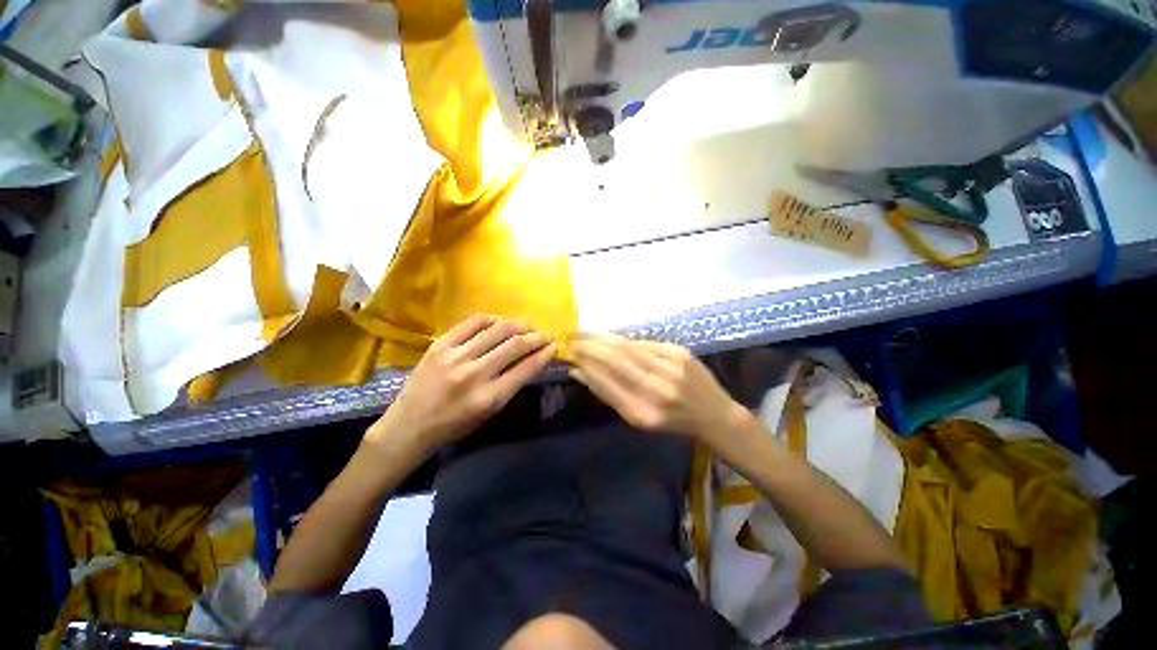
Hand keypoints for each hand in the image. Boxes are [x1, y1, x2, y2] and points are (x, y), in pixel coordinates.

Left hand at [367, 315, 556, 453]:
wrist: (409, 425)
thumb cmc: (454, 425)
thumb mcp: (489, 413)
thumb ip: (511, 385)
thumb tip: (531, 360)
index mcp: (489, 397)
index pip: (526, 368)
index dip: (545, 354)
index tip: (554, 346)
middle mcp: (475, 374)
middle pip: (515, 345)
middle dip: (537, 337)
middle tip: (546, 335)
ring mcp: (455, 356)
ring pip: (497, 330)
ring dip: (518, 325)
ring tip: (527, 326)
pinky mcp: (440, 344)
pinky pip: (472, 322)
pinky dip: (492, 319)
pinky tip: (500, 322)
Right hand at [569, 335, 746, 443]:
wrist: (713, 413)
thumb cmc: (671, 422)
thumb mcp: (637, 419)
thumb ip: (608, 394)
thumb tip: (579, 372)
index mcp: (643, 412)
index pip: (604, 383)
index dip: (584, 366)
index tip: (569, 355)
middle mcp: (656, 389)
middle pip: (614, 360)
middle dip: (588, 346)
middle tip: (570, 338)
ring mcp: (670, 367)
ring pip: (626, 347)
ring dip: (601, 338)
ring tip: (583, 333)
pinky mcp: (678, 351)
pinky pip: (642, 343)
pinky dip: (622, 340)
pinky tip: (609, 337)